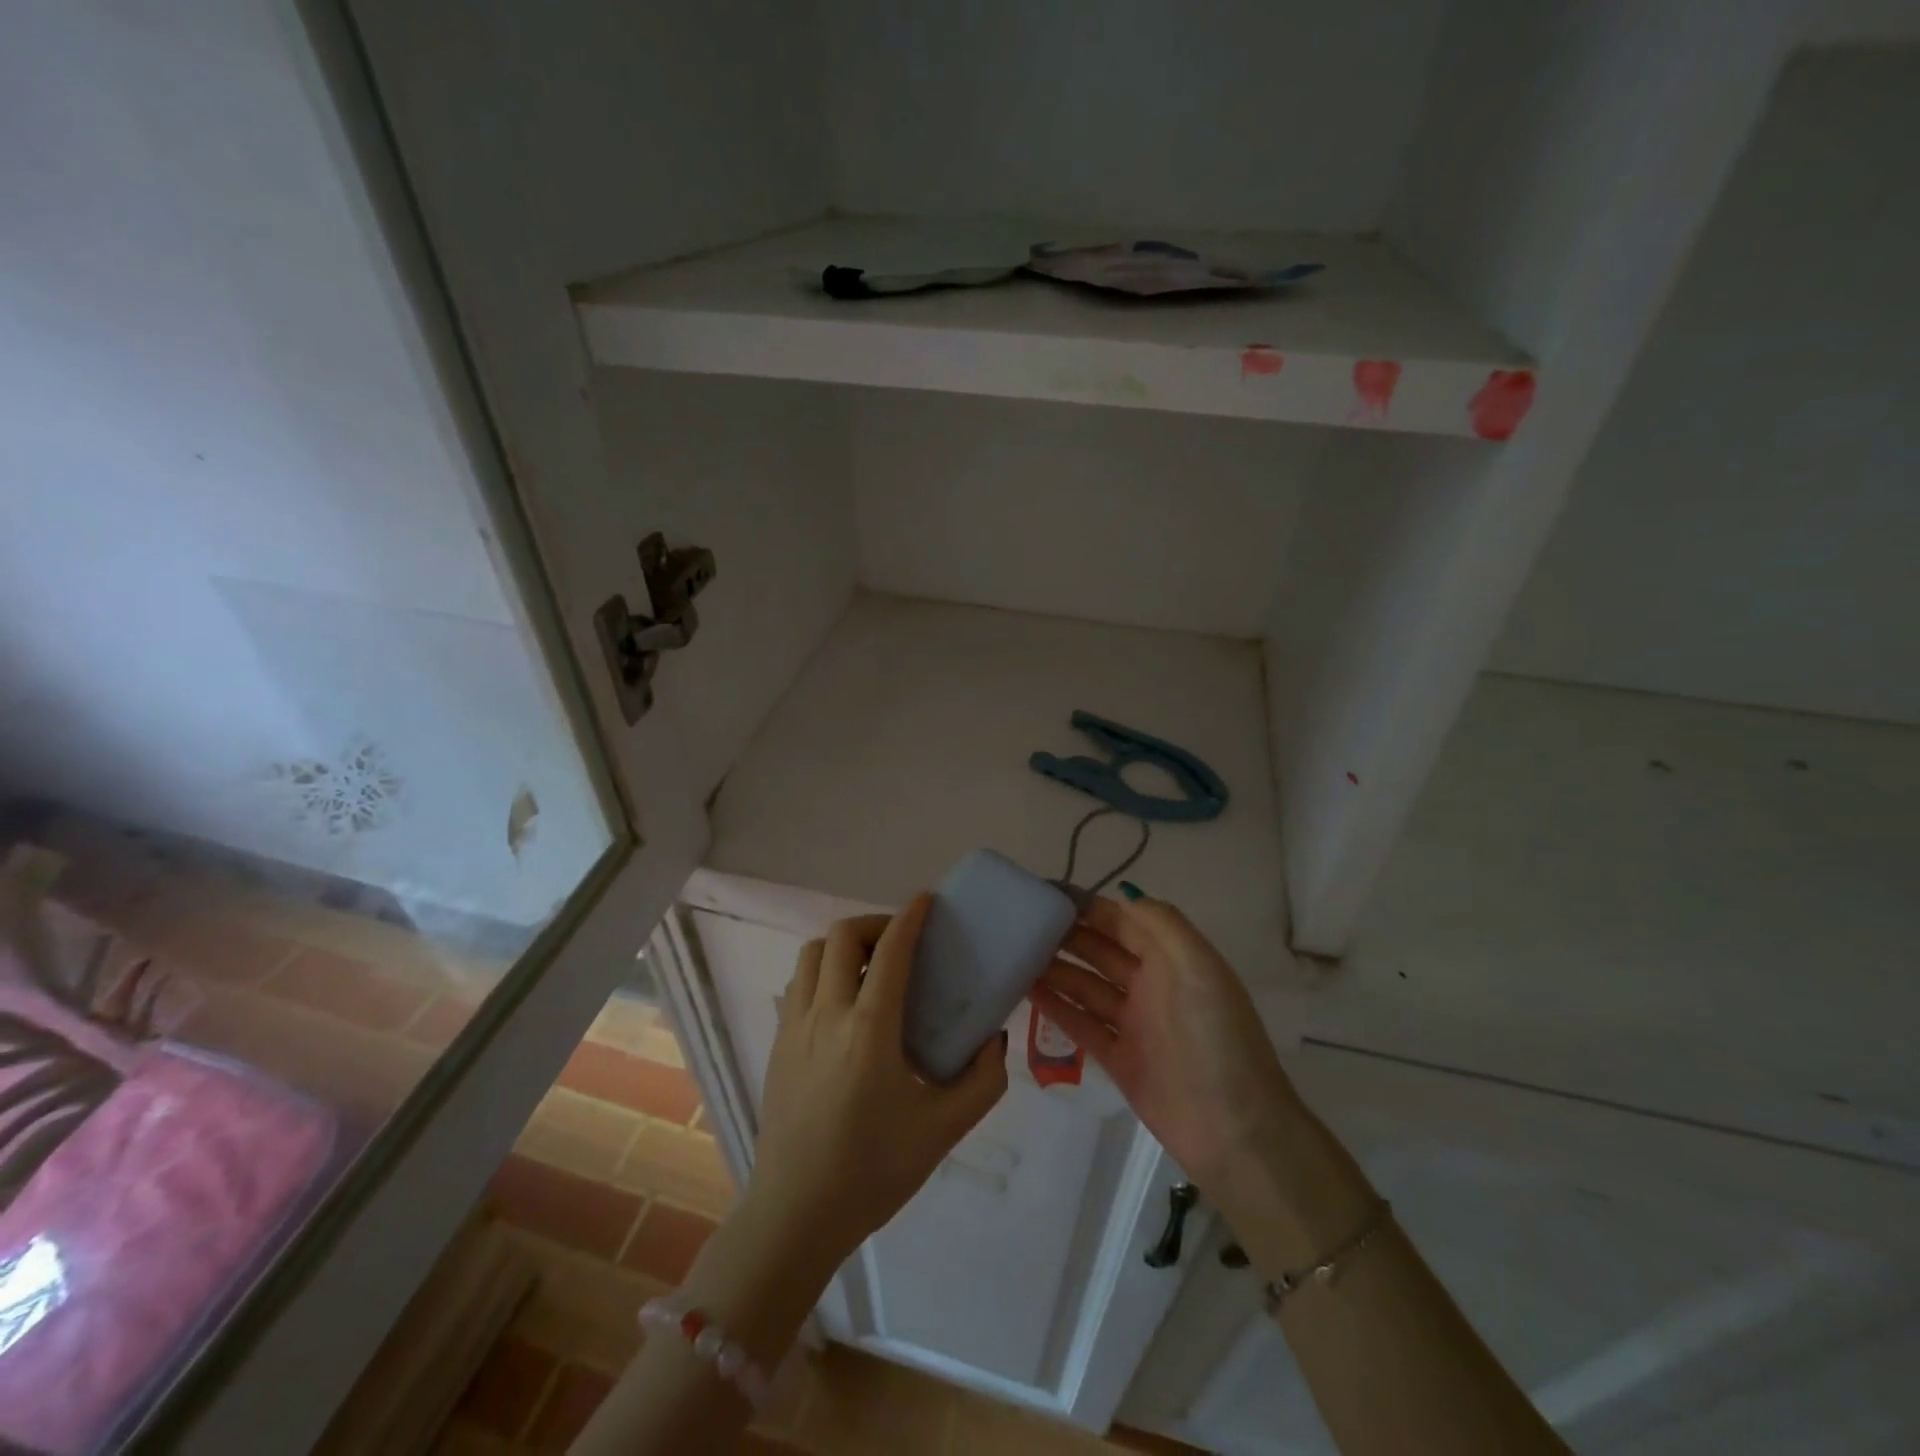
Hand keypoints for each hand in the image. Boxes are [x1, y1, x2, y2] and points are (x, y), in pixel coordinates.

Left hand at [746, 894, 1007, 1271]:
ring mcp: (794, 1027)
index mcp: (869, 1029)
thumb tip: (993, 1037)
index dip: (910, 917)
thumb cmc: (874, 1171)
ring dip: (843, 945)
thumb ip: (983, 1080)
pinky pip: (798, 985)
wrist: (796, 1214)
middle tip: (901, 942)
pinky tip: (843, 1004)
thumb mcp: (944, 1130)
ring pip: (812, 954)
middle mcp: (826, 1014)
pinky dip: (822, 972)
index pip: (889, 950)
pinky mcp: (777, 1044)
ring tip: (870, 967)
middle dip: (875, 924)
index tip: (926, 900)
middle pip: (842, 936)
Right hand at [1029, 892, 1298, 1190]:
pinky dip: (1057, 1007)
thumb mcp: (1197, 966)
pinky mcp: (1120, 1059)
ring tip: (1014, 953)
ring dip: (1055, 968)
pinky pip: (1082, 1024)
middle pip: (1101, 950)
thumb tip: (1122, 894)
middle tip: (1020, 922)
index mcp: (1173, 958)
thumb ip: (1161, 924)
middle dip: (1066, 934)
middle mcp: (1152, 984)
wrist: (1235, 1130)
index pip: (1123, 921)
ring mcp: (1135, 1023)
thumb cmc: (1216, 1037)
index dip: (1088, 905)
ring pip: (1086, 986)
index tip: (1046, 893)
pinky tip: (1027, 991)